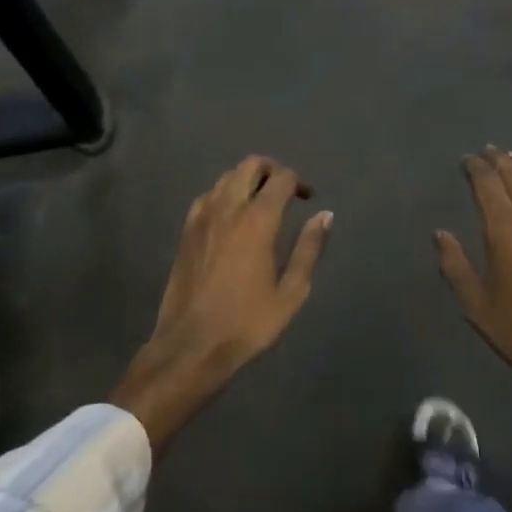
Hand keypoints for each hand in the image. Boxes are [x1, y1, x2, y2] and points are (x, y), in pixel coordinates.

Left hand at [112, 156, 333, 453]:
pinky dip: (224, 195)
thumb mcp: (291, 292)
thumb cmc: (247, 323)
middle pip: (250, 165)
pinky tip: (232, 218)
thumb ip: (309, 248)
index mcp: (258, 220)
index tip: (308, 199)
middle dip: (272, 170)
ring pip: (226, 177)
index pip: (281, 178)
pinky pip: (207, 196)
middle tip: (286, 193)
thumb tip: (325, 215)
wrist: (191, 346)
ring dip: (247, 180)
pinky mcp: (186, 231)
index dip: (299, 182)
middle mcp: (228, 208)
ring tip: (262, 204)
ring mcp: (202, 217)